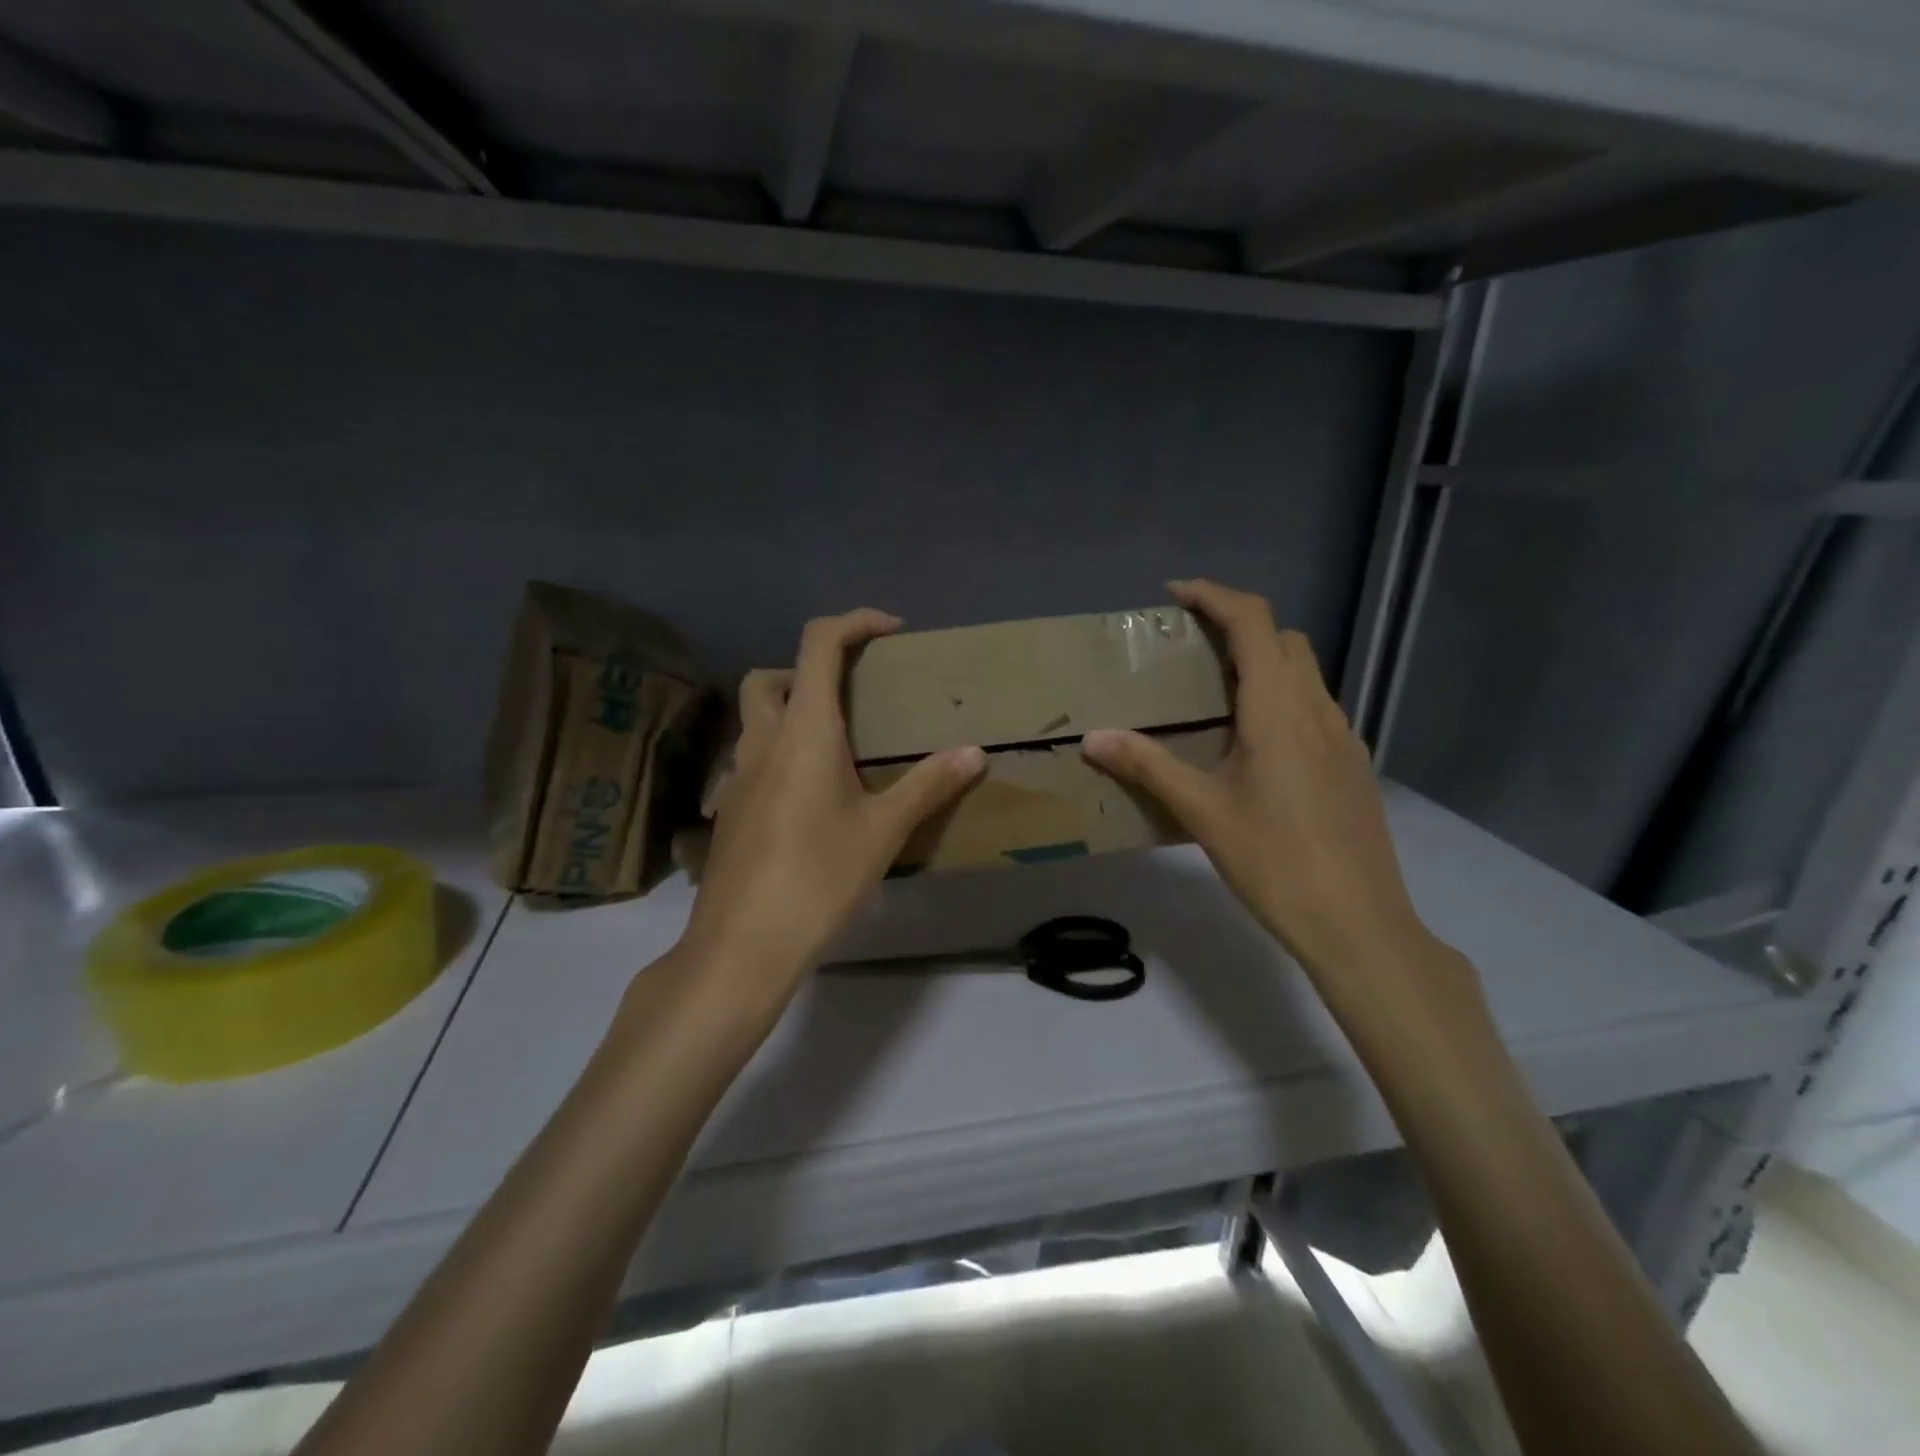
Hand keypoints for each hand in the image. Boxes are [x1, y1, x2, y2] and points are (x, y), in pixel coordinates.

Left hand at [679, 609, 985, 999]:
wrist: (743, 945)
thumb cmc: (818, 878)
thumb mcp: (883, 831)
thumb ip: (929, 786)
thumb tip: (974, 752)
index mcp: (803, 730)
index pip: (818, 644)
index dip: (854, 622)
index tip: (890, 632)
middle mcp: (762, 741)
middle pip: (769, 677)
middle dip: (808, 669)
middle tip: (851, 696)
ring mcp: (737, 777)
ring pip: (755, 720)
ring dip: (790, 712)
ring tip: (840, 750)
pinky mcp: (730, 810)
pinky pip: (754, 760)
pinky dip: (781, 754)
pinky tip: (813, 800)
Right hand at [1082, 580, 1446, 990]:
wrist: (1359, 923)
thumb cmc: (1275, 862)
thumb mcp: (1203, 812)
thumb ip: (1148, 767)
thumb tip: (1093, 737)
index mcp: (1279, 710)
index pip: (1254, 622)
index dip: (1215, 596)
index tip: (1175, 595)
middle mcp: (1318, 710)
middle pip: (1284, 640)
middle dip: (1238, 626)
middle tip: (1190, 648)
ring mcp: (1343, 737)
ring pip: (1305, 674)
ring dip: (1263, 663)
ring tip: (1215, 694)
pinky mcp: (1353, 765)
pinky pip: (1315, 708)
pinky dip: (1282, 699)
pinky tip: (1254, 745)